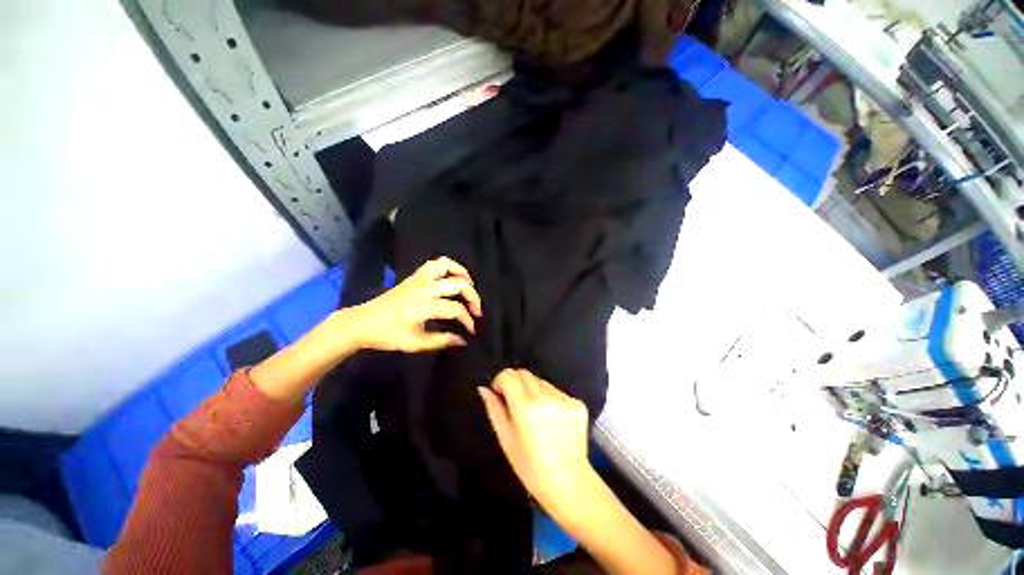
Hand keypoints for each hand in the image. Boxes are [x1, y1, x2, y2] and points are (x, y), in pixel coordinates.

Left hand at [347, 256, 482, 352]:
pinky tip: (451, 279)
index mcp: (424, 306)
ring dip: (462, 274)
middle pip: (458, 284)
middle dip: (473, 297)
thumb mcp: (415, 343)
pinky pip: (434, 264)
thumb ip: (442, 341)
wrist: (361, 322)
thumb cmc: (388, 335)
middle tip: (476, 310)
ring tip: (469, 286)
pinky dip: (448, 267)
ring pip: (446, 265)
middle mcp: (424, 288)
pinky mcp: (413, 277)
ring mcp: (418, 279)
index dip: (468, 320)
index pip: (456, 309)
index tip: (471, 330)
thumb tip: (463, 341)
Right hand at [478, 369, 592, 510]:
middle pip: (525, 374)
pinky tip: (552, 419)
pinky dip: (550, 398)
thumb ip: (494, 409)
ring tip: (536, 414)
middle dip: (516, 383)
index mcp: (525, 406)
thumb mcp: (505, 439)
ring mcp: (564, 398)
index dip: (500, 381)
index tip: (500, 394)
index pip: (509, 375)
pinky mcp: (577, 402)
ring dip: (533, 390)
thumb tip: (484, 388)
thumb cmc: (530, 466)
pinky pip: (557, 391)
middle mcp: (546, 396)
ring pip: (541, 381)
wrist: (569, 483)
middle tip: (516, 404)